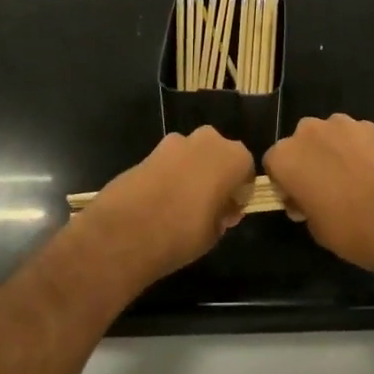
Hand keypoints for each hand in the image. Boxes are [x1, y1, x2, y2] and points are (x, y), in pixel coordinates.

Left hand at [78, 127, 255, 287]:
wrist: (127, 230)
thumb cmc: (183, 232)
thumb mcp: (215, 232)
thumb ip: (224, 213)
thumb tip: (223, 208)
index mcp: (232, 157)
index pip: (246, 168)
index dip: (240, 190)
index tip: (231, 209)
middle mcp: (207, 141)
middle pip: (218, 154)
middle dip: (216, 173)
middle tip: (209, 203)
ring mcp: (175, 142)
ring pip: (192, 154)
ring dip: (191, 171)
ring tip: (181, 203)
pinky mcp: (149, 150)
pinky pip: (169, 161)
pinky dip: (169, 174)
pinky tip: (160, 200)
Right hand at [263, 115, 373, 281]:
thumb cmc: (353, 231)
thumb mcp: (315, 227)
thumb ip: (302, 202)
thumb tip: (307, 195)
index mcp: (287, 157)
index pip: (273, 163)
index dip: (284, 182)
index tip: (299, 200)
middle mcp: (310, 131)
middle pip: (300, 142)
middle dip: (308, 161)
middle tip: (326, 188)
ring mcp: (344, 124)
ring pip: (329, 135)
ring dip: (333, 151)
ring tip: (354, 179)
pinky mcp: (372, 125)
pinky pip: (356, 136)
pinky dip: (359, 149)